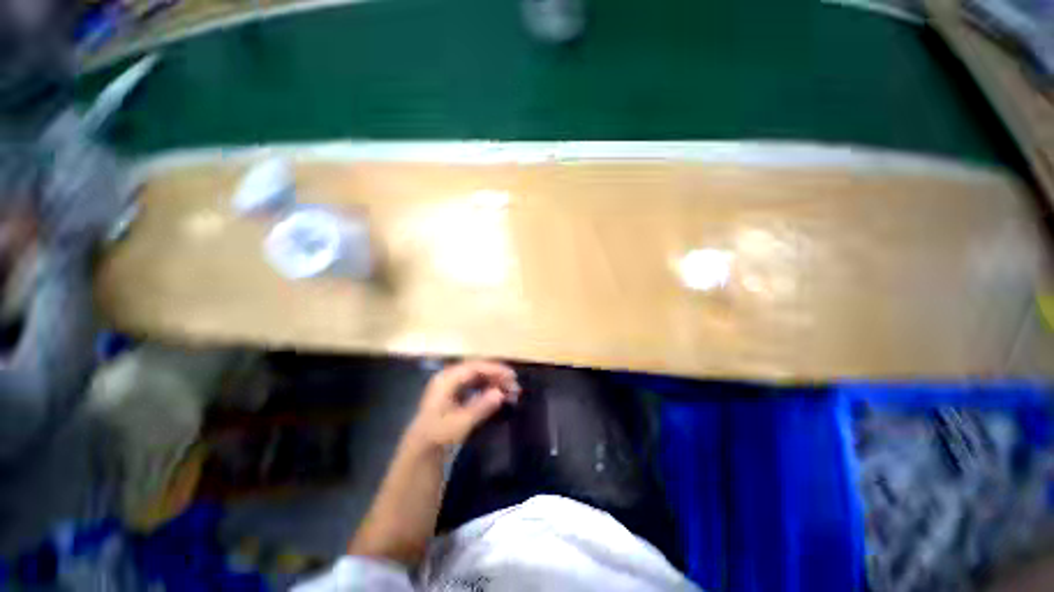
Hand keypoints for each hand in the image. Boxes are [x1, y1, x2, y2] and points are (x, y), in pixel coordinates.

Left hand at [407, 360, 520, 449]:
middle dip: (497, 375)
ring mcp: (451, 384)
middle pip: (477, 369)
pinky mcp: (454, 393)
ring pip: (477, 376)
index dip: (495, 369)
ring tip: (510, 390)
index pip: (475, 367)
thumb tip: (501, 393)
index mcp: (447, 379)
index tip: (512, 376)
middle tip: (514, 384)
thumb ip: (482, 406)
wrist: (421, 450)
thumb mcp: (461, 422)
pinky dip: (487, 388)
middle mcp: (449, 377)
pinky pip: (474, 384)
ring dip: (494, 381)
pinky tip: (498, 394)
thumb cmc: (439, 435)